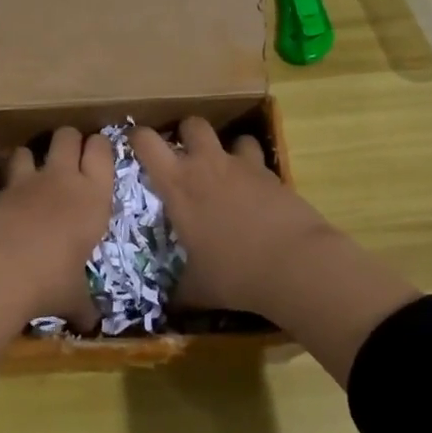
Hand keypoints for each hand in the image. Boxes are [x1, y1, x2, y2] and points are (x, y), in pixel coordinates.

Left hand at [0, 126, 113, 357]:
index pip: (103, 151)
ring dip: (31, 156)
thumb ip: (83, 304)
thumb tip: (92, 326)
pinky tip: (5, 202)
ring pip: (30, 147)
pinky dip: (4, 182)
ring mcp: (25, 182)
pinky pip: (2, 174)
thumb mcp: (73, 297)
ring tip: (31, 174)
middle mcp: (62, 180)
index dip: (100, 147)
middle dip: (69, 140)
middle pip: (68, 135)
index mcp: (93, 199)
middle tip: (69, 156)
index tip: (98, 153)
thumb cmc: (50, 283)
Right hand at [132, 117, 420, 383]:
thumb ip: (180, 292)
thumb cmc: (234, 273)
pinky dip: (255, 171)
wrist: (295, 265)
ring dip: (227, 149)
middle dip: (186, 133)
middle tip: (185, 156)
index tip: (136, 146)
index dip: (137, 138)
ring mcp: (244, 166)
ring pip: (233, 136)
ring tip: (227, 172)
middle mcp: (208, 165)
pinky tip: (257, 193)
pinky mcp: (274, 175)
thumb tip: (169, 309)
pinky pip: (259, 161)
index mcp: (178, 185)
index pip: (146, 142)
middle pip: (192, 124)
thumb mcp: (198, 289)